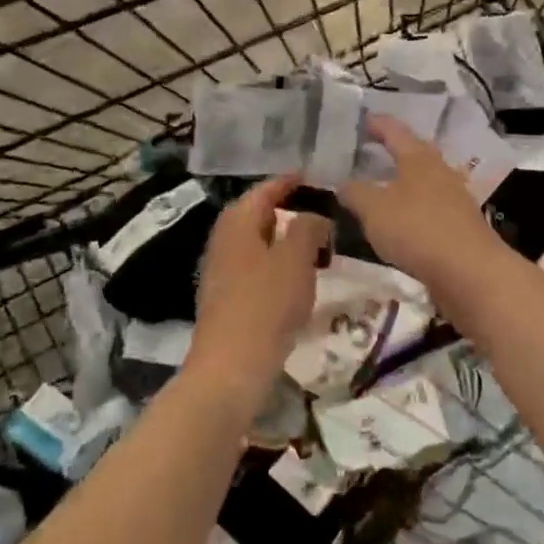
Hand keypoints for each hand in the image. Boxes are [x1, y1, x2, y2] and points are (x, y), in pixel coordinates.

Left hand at [190, 177, 329, 402]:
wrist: (231, 367)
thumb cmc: (265, 304)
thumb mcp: (296, 258)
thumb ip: (308, 227)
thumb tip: (314, 216)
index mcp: (237, 222)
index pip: (264, 190)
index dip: (289, 182)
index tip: (314, 176)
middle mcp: (223, 240)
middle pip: (257, 215)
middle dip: (288, 211)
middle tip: (321, 211)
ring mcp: (221, 271)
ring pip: (258, 244)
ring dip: (285, 241)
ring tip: (317, 246)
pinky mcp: (227, 299)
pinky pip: (256, 269)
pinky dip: (278, 266)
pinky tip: (298, 280)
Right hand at [336, 116, 508, 288]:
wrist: (470, 271)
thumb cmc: (417, 229)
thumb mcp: (374, 210)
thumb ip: (355, 193)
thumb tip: (343, 183)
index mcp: (418, 158)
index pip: (395, 131)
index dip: (377, 124)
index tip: (362, 119)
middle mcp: (439, 170)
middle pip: (414, 152)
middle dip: (393, 150)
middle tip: (370, 149)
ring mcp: (454, 197)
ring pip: (424, 179)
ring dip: (403, 179)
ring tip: (382, 185)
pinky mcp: (459, 224)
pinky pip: (430, 205)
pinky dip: (412, 205)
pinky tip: (401, 219)